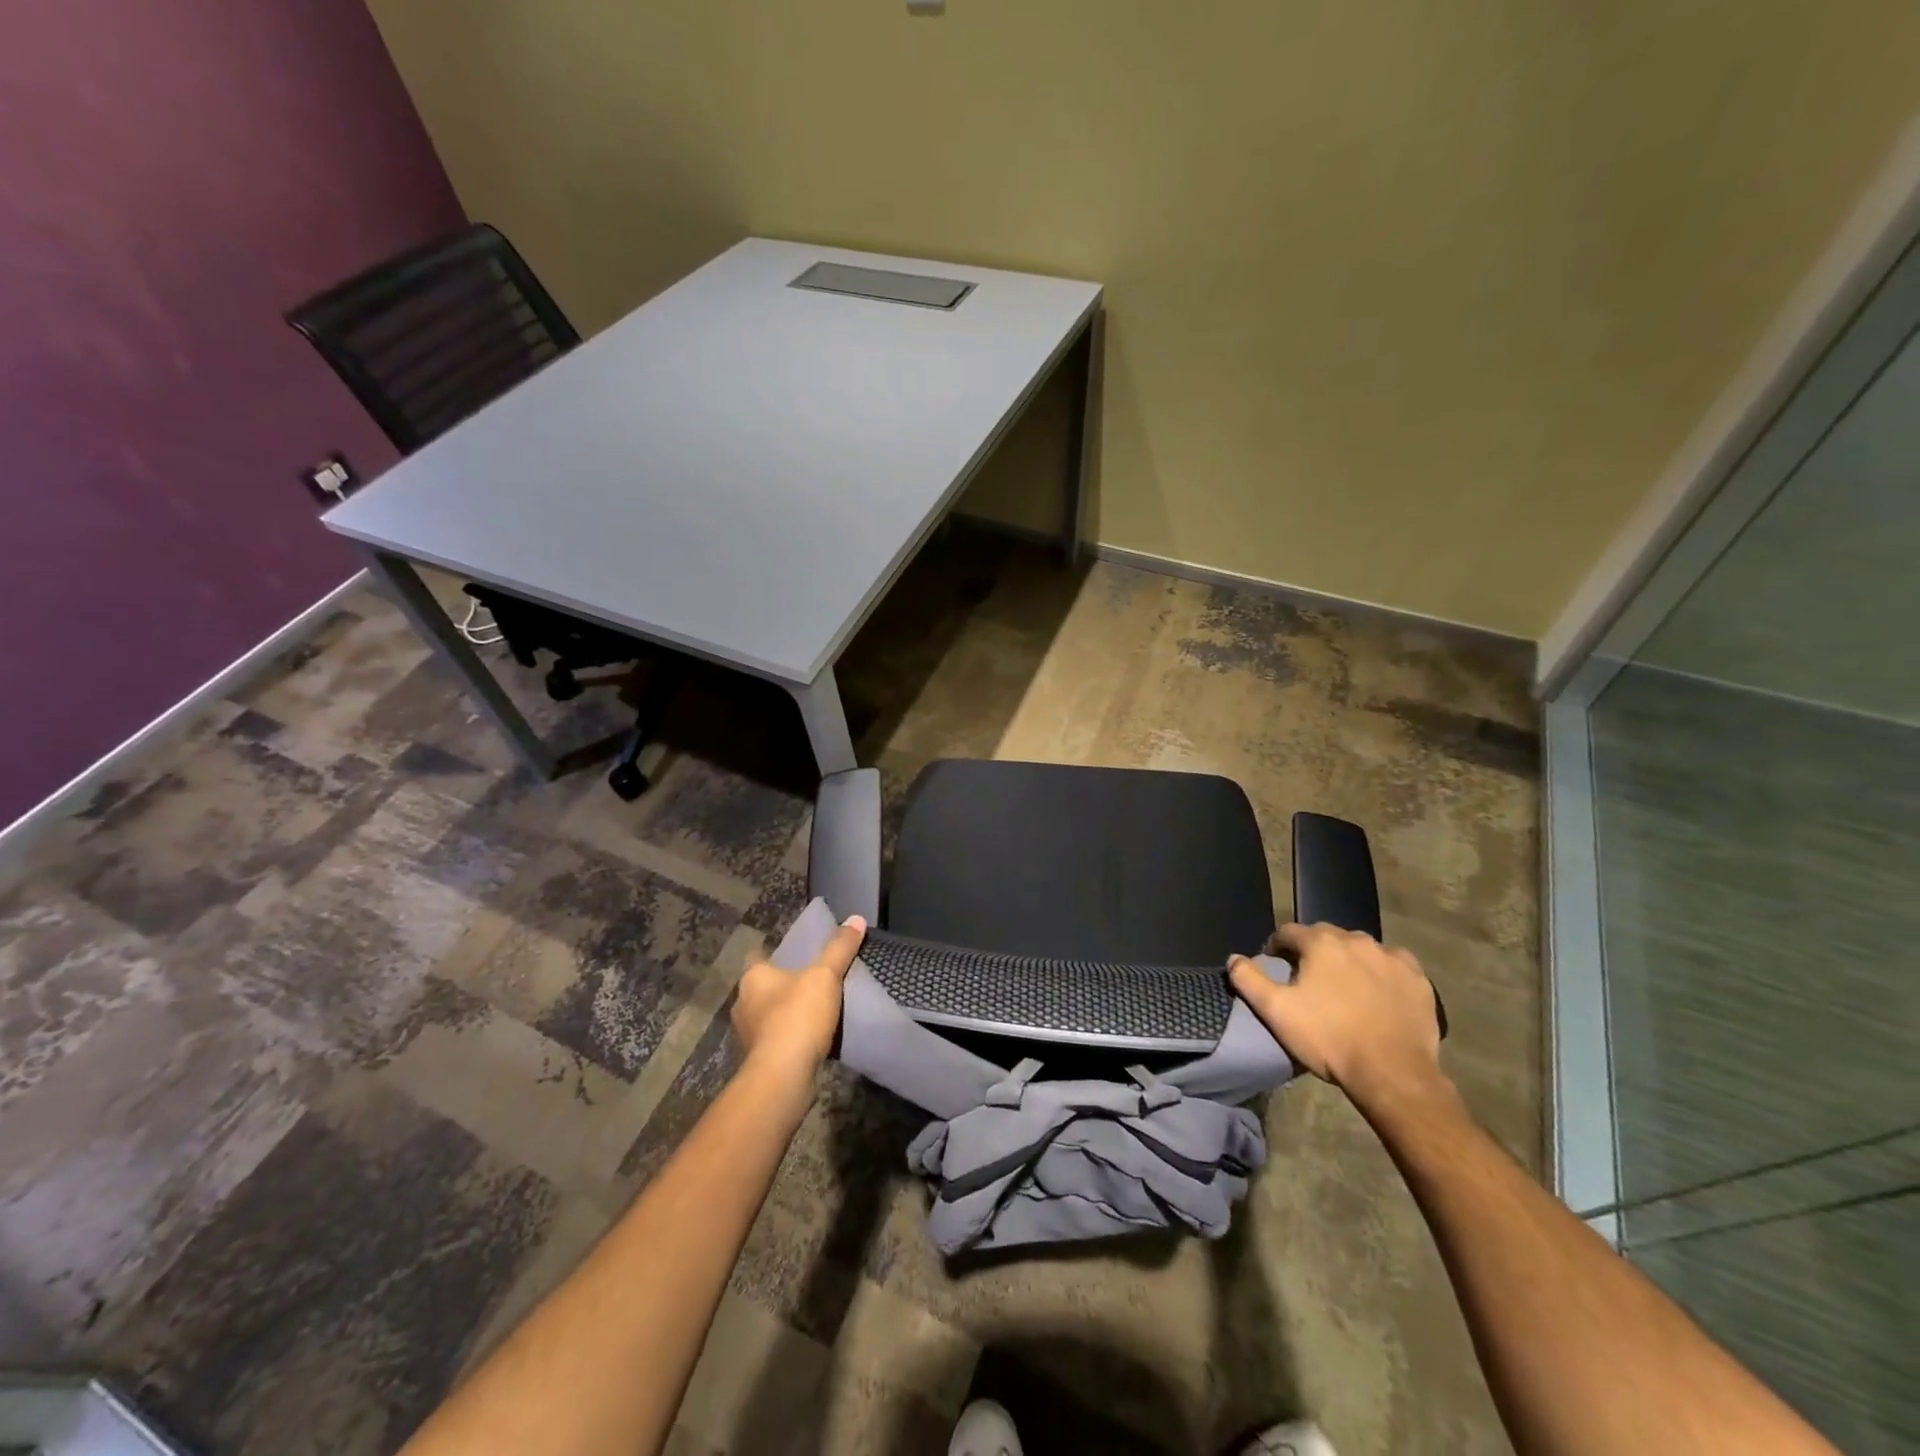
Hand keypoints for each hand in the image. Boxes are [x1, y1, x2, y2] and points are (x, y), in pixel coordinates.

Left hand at [730, 915, 865, 1083]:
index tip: (796, 955)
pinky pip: (774, 1040)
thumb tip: (856, 918)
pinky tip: (808, 1039)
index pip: (759, 956)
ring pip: (767, 1015)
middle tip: (811, 981)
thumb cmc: (797, 1016)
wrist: (782, 1076)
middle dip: (783, 985)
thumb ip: (840, 948)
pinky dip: (788, 1037)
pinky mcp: (757, 1060)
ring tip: (814, 1011)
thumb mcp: (825, 976)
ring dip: (785, 1013)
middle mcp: (743, 1003)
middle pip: (763, 987)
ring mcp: (746, 1035)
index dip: (775, 953)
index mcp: (753, 977)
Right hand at [1229, 922, 1443, 1104]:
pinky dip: (1382, 973)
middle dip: (1314, 952)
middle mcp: (1358, 940)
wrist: (1393, 1074)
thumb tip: (1233, 958)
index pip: (1289, 932)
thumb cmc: (1329, 1039)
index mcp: (1322, 943)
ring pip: (1361, 949)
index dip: (1277, 948)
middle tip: (1309, 981)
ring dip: (1349, 960)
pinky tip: (1378, 994)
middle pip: (1326, 937)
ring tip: (1345, 988)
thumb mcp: (1276, 1011)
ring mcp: (1392, 958)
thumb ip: (1248, 979)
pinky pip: (1394, 965)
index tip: (1276, 967)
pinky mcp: (1419, 980)